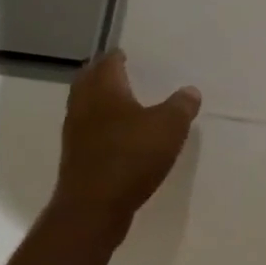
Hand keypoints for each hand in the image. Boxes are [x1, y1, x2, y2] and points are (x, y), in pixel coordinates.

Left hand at [56, 52, 199, 243]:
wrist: (93, 210)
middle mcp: (84, 107)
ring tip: (123, 103)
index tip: (127, 54)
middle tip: (121, 73)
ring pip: (86, 107)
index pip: (106, 63)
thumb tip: (189, 91)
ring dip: (100, 102)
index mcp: (104, 90)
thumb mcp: (169, 127)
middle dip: (102, 75)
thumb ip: (181, 106)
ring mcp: (75, 135)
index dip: (117, 56)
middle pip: (88, 82)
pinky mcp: (76, 160)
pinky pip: (89, 132)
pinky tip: (120, 136)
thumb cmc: (131, 157)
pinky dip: (101, 126)